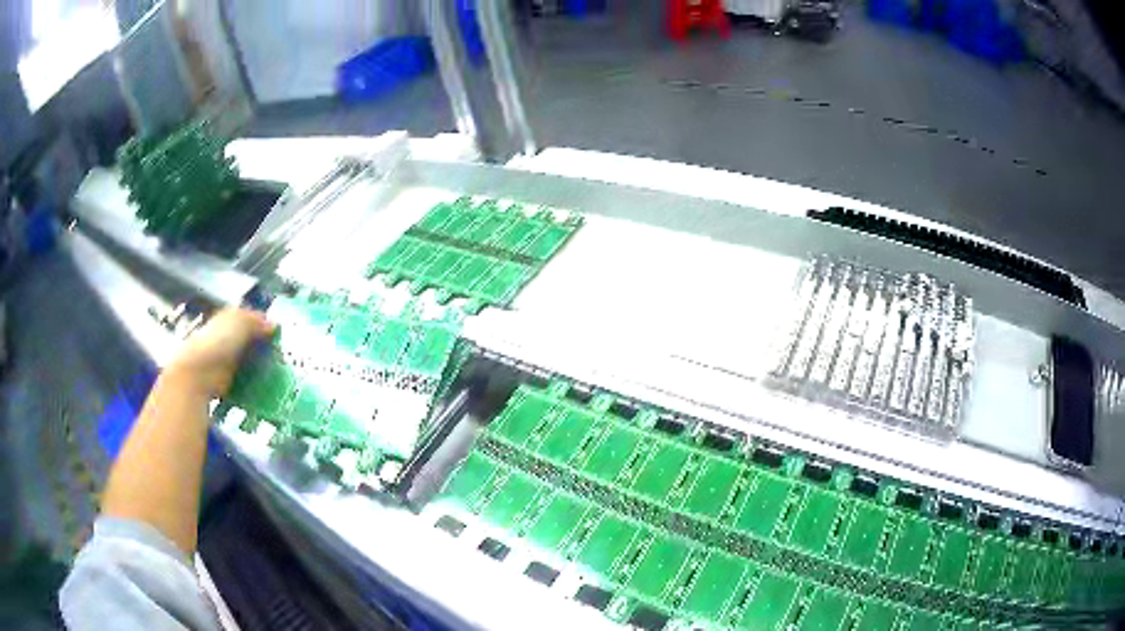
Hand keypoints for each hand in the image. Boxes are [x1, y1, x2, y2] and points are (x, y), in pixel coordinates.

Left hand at [165, 307, 275, 396]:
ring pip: (249, 362)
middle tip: (284, 356)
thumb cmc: (217, 342)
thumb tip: (273, 325)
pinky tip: (266, 387)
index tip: (280, 334)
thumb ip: (257, 321)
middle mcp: (226, 338)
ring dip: (261, 367)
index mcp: (228, 319)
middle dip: (265, 347)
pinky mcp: (227, 382)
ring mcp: (226, 361)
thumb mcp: (240, 322)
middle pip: (250, 341)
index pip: (249, 318)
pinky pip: (245, 381)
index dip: (263, 324)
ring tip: (279, 373)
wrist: (198, 373)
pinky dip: (254, 383)